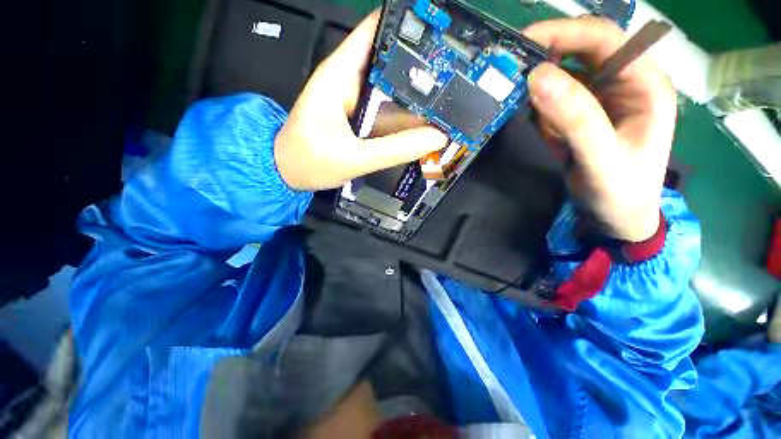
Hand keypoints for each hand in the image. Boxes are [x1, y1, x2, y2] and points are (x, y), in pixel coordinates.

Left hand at [274, 12, 447, 190]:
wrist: (289, 173)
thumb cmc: (310, 162)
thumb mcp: (354, 158)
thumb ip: (395, 149)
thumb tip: (436, 138)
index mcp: (340, 75)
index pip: (376, 31)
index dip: (409, 26)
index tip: (442, 33)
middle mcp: (351, 80)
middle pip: (392, 61)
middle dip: (423, 66)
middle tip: (458, 75)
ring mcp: (359, 100)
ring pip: (393, 89)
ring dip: (419, 94)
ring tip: (452, 99)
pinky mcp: (363, 118)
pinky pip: (390, 112)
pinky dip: (408, 117)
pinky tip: (428, 123)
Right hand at [524, 16, 676, 241]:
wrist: (618, 215)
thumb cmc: (621, 191)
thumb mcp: (600, 157)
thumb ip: (574, 118)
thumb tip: (536, 77)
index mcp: (644, 83)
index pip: (604, 39)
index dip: (563, 34)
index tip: (522, 44)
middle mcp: (625, 81)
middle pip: (581, 52)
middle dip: (547, 60)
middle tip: (513, 75)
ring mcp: (602, 97)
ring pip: (564, 77)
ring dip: (542, 93)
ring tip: (538, 121)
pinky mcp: (584, 113)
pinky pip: (556, 101)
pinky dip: (542, 113)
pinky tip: (548, 134)